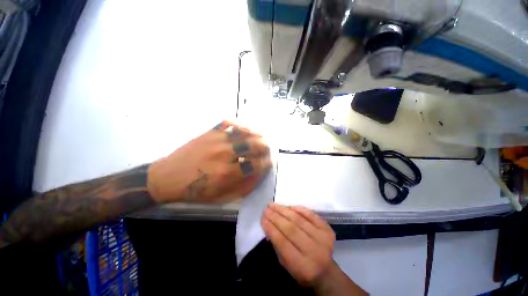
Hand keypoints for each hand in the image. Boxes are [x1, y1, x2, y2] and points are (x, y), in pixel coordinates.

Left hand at [147, 121, 271, 203]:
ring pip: (244, 132)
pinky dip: (239, 125)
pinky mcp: (209, 133)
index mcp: (227, 172)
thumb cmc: (195, 191)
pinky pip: (228, 123)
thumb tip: (259, 174)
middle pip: (254, 144)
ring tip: (261, 137)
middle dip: (265, 146)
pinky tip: (243, 129)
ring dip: (256, 134)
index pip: (256, 164)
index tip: (269, 162)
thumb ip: (244, 187)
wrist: (167, 177)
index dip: (267, 163)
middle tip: (268, 149)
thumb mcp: (221, 197)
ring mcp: (216, 140)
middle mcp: (224, 153)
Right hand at [261, 204, 335, 286]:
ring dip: (284, 210)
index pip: (282, 242)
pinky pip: (311, 215)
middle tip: (266, 208)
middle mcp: (314, 251)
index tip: (262, 218)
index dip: (271, 228)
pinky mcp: (327, 230)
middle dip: (276, 216)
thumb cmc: (302, 271)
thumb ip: (277, 246)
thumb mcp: (286, 265)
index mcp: (303, 266)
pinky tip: (289, 206)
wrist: (327, 273)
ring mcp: (323, 239)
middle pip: (291, 229)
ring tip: (274, 205)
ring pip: (299, 220)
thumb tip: (269, 224)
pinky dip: (299, 209)